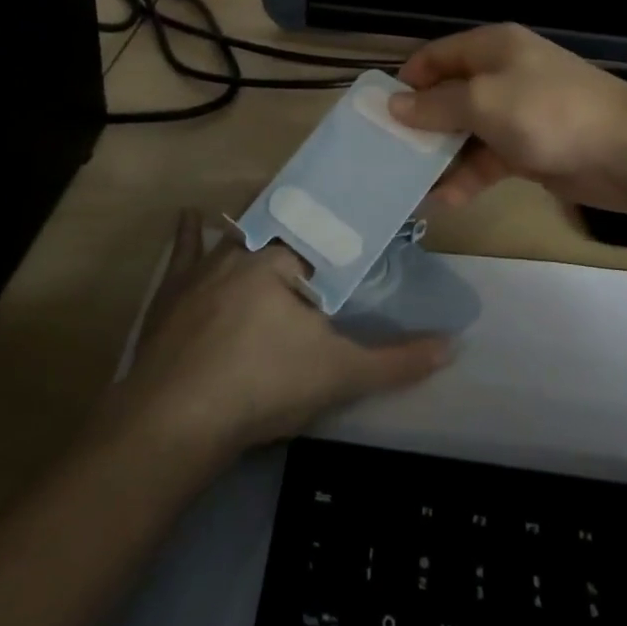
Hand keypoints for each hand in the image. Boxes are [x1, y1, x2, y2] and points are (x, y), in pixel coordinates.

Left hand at [109, 211, 451, 461]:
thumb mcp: (340, 375)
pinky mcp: (171, 292)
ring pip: (233, 232)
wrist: (177, 420)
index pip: (320, 236)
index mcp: (283, 260)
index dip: (339, 234)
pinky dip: (187, 233)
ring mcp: (202, 269)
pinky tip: (188, 214)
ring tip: (267, 205)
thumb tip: (455, 345)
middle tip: (315, 225)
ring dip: (251, 223)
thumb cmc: (263, 386)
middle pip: (276, 228)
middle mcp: (242, 251)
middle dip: (297, 225)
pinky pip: (182, 251)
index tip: (355, 229)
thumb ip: (397, 360)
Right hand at [389, 23, 626, 211]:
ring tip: (409, 183)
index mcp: (491, 47)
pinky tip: (445, 199)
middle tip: (388, 152)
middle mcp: (502, 74)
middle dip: (420, 123)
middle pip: (448, 94)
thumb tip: (394, 105)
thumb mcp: (483, 102)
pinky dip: (468, 175)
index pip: (436, 56)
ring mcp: (517, 112)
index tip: (380, 112)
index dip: (407, 80)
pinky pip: (487, 158)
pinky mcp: (529, 148)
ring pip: (465, 131)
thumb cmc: (548, 112)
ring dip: (441, 155)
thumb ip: (435, 105)